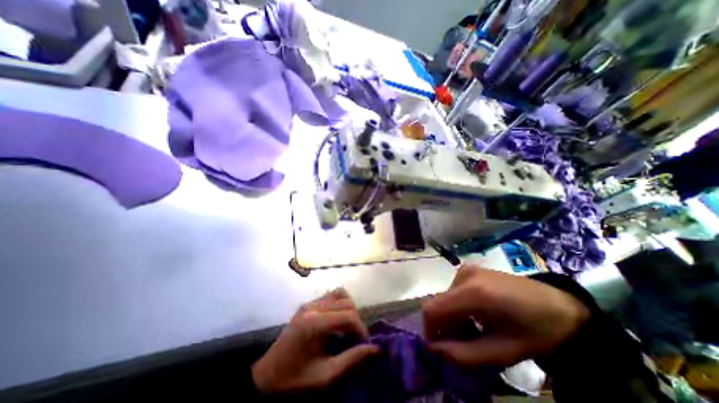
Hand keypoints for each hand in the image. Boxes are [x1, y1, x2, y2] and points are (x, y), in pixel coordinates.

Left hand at [251, 288, 378, 393]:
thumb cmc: (295, 382)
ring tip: (346, 329)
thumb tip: (378, 349)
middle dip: (356, 320)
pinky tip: (335, 323)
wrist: (265, 380)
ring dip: (348, 309)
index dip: (361, 329)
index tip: (365, 346)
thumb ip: (353, 361)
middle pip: (346, 302)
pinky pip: (330, 297)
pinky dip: (339, 306)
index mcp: (315, 323)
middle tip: (355, 340)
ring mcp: (308, 304)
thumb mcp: (326, 378)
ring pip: (339, 294)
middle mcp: (312, 307)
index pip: (349, 315)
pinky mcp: (306, 305)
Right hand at [422, 264, 588, 368]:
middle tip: (460, 343)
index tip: (439, 348)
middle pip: (437, 303)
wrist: (559, 306)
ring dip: (450, 317)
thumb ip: (463, 354)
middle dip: (442, 325)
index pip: (432, 309)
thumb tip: (433, 349)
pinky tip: (474, 315)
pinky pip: (452, 291)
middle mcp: (464, 275)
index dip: (429, 330)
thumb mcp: (501, 352)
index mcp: (473, 293)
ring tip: (471, 330)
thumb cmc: (534, 332)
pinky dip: (456, 307)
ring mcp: (466, 270)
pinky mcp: (469, 270)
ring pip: (444, 298)